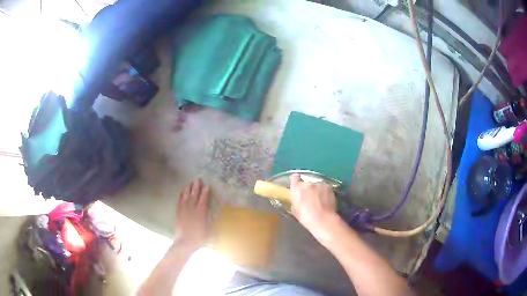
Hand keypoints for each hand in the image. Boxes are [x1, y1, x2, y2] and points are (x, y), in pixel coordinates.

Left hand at [174, 179, 210, 249]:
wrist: (186, 242)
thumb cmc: (200, 238)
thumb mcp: (211, 230)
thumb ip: (213, 221)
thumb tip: (218, 213)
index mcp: (201, 213)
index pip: (203, 200)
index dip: (205, 192)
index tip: (207, 185)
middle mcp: (192, 210)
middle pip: (194, 196)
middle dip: (196, 187)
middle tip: (197, 179)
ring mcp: (184, 211)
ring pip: (186, 197)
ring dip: (188, 189)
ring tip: (189, 183)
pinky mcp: (178, 213)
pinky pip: (180, 202)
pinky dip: (181, 196)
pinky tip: (182, 192)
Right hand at [290, 174, 339, 238]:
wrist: (323, 219)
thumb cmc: (306, 217)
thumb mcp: (295, 210)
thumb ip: (295, 201)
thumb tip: (298, 199)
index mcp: (296, 189)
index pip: (294, 178)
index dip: (295, 180)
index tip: (297, 183)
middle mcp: (307, 183)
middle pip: (306, 183)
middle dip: (307, 188)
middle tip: (309, 197)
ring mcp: (319, 184)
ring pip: (316, 185)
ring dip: (316, 190)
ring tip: (319, 199)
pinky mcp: (328, 186)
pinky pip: (324, 187)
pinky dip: (324, 191)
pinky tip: (325, 199)